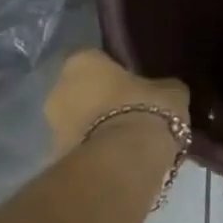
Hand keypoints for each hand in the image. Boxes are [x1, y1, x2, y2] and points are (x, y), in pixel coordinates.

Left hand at [45, 49, 189, 153]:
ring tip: (129, 140)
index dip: (116, 73)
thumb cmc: (145, 110)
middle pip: (82, 91)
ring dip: (97, 128)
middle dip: (102, 101)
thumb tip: (160, 92)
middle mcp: (58, 90)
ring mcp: (52, 127)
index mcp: (81, 63)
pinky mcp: (56, 160)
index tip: (135, 85)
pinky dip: (96, 151)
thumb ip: (159, 87)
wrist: (124, 162)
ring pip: (79, 121)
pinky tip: (121, 159)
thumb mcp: (170, 91)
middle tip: (131, 112)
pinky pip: (81, 147)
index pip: (97, 60)